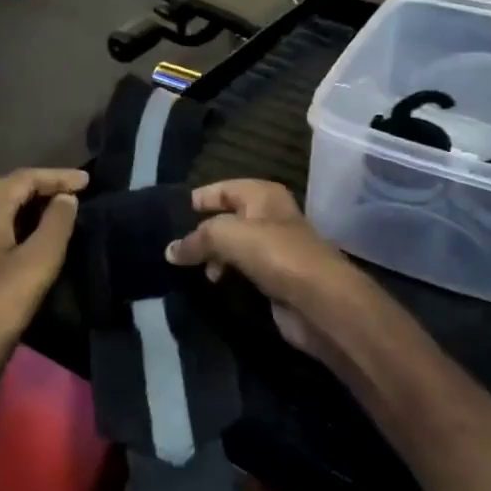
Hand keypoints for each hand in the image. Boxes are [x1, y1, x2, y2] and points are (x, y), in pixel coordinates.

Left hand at [0, 168, 87, 373]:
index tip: (87, 181)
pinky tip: (32, 236)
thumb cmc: (0, 305)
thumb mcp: (38, 262)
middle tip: (74, 191)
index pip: (22, 178)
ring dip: (29, 203)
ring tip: (59, 209)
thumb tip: (66, 199)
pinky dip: (17, 222)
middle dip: (42, 185)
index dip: (57, 176)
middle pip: (6, 188)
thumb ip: (56, 224)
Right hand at [164, 180, 367, 356]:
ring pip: (234, 247)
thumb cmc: (277, 255)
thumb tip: (170, 251)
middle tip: (175, 248)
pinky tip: (213, 285)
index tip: (170, 215)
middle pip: (228, 219)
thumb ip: (197, 239)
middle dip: (202, 232)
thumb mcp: (228, 235)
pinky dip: (227, 275)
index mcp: (263, 196)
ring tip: (193, 271)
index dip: (199, 198)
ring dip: (213, 257)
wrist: (320, 302)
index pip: (224, 188)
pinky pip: (243, 271)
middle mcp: (270, 217)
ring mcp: (275, 250)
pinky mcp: (275, 279)